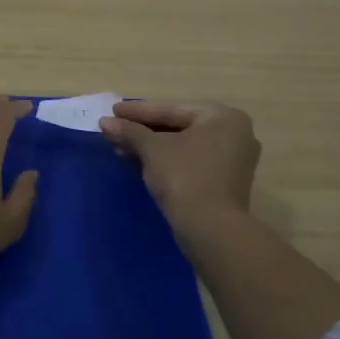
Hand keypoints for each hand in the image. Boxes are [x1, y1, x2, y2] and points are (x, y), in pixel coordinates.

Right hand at [99, 100, 260, 232]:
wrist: (211, 229)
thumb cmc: (184, 176)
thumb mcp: (152, 149)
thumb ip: (129, 131)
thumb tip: (105, 123)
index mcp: (222, 116)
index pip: (171, 109)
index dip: (138, 111)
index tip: (113, 110)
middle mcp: (234, 133)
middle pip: (178, 126)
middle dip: (143, 131)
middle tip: (114, 130)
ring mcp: (233, 159)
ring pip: (183, 145)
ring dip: (150, 147)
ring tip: (120, 149)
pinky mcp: (226, 182)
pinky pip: (191, 161)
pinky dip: (167, 160)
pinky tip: (139, 163)